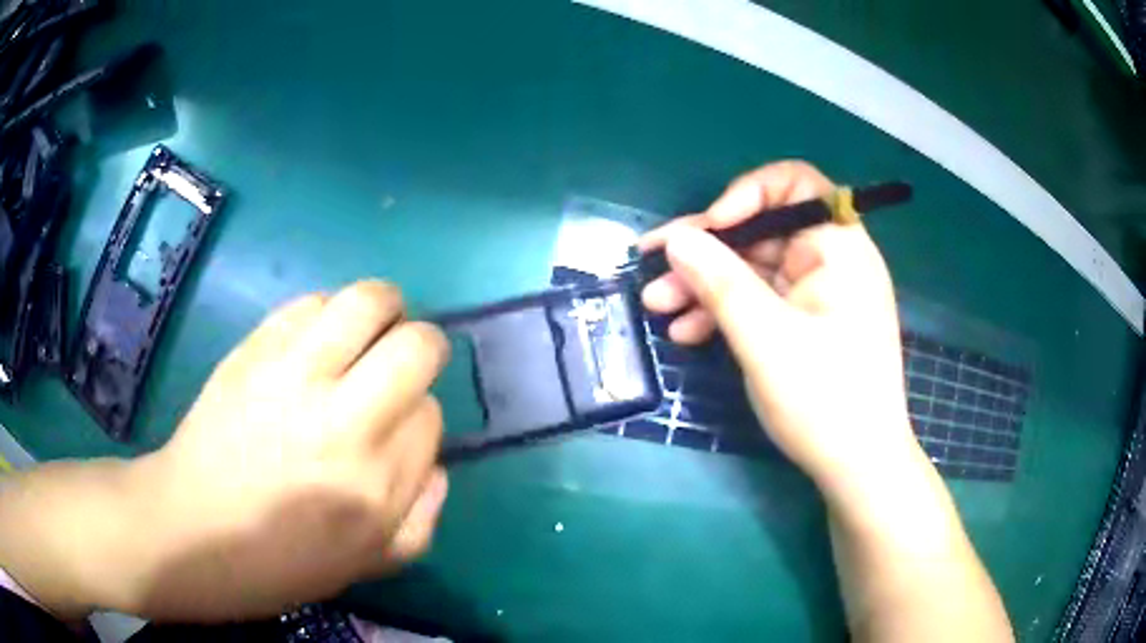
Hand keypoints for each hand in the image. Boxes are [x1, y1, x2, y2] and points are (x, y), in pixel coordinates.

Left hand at [128, 281, 449, 619]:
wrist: (191, 529)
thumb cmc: (278, 561)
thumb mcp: (367, 565)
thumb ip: (421, 520)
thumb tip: (436, 465)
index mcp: (375, 486)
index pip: (430, 415)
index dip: (420, 414)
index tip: (398, 425)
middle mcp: (344, 424)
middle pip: (417, 347)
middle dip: (424, 346)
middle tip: (401, 359)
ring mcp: (294, 377)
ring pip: (368, 303)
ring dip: (382, 309)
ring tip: (368, 329)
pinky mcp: (255, 350)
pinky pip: (311, 303)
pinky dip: (327, 311)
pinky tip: (316, 338)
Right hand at [640, 161, 917, 495]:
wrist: (858, 468)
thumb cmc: (825, 401)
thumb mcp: (766, 339)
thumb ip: (720, 282)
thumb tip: (677, 237)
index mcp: (839, 249)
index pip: (794, 185)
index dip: (747, 194)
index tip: (709, 227)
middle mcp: (831, 261)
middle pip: (762, 231)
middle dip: (707, 249)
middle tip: (653, 267)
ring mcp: (818, 294)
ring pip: (755, 269)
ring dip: (706, 284)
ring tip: (658, 307)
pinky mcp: (805, 323)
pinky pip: (761, 301)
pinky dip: (726, 311)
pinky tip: (688, 333)